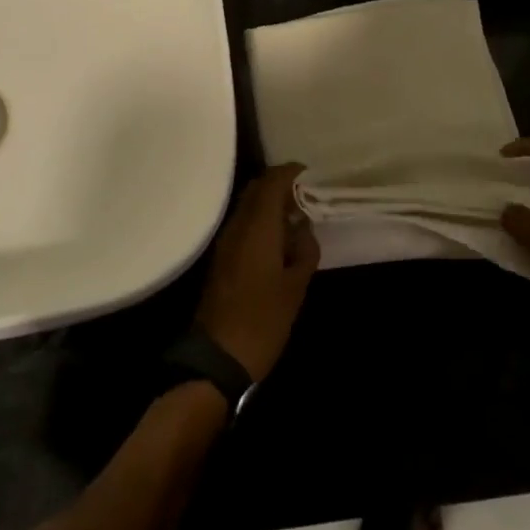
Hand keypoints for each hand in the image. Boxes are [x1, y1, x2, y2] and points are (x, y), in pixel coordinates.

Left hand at [194, 164, 320, 381]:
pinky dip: (261, 220)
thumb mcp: (295, 287)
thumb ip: (304, 251)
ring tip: (297, 217)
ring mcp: (226, 240)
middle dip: (281, 185)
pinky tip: (279, 239)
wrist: (218, 356)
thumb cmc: (262, 320)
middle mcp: (238, 225)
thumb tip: (304, 227)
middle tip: (307, 196)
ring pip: (248, 205)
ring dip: (270, 203)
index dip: (292, 173)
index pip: (272, 181)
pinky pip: (243, 223)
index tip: (312, 176)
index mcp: (257, 227)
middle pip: (257, 188)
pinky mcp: (222, 256)